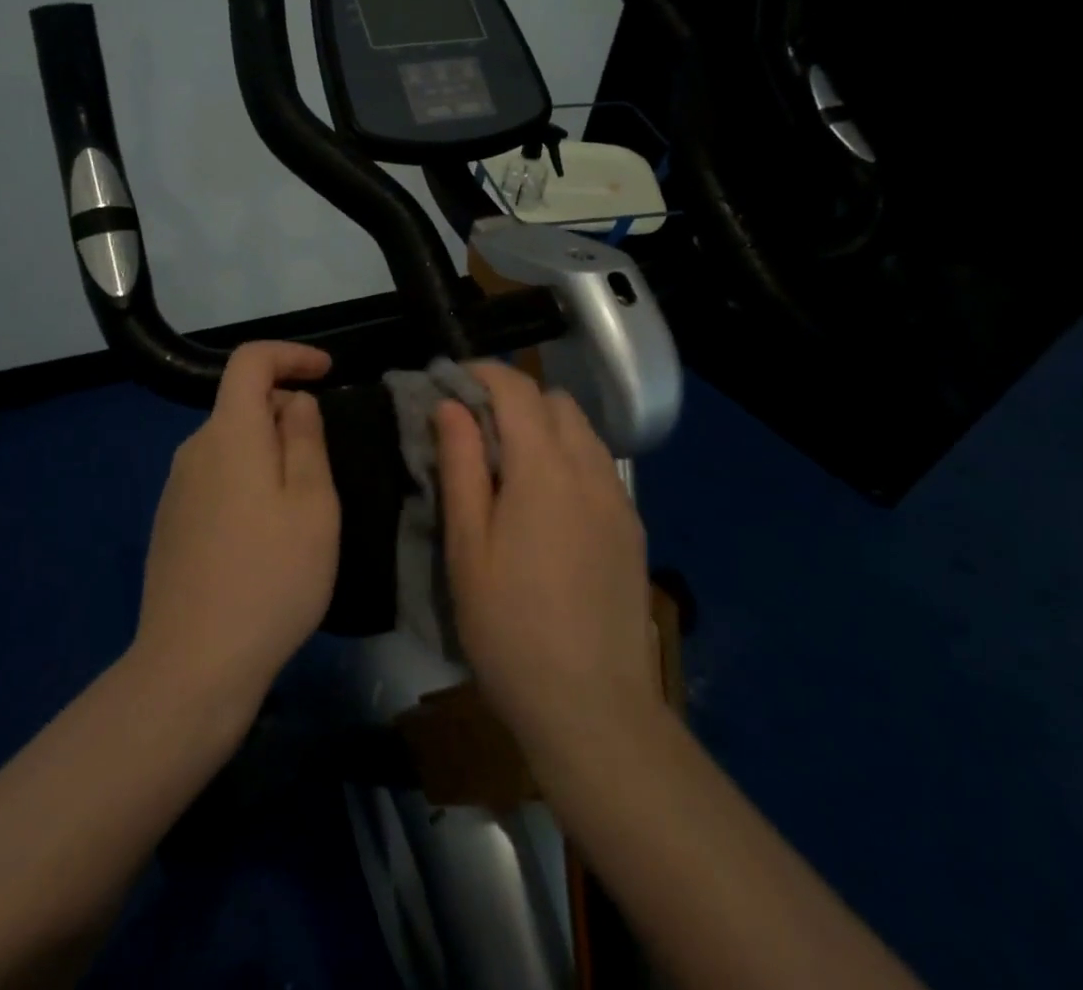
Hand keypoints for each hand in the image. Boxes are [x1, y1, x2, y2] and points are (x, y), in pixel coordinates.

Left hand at [131, 342, 340, 719]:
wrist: (193, 665)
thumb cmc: (271, 577)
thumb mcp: (312, 504)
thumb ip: (305, 439)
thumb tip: (295, 402)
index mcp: (229, 434)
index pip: (250, 361)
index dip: (290, 354)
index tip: (328, 372)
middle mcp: (194, 449)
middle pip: (243, 404)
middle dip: (287, 414)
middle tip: (324, 467)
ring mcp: (176, 488)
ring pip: (231, 445)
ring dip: (269, 453)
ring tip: (300, 509)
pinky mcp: (171, 523)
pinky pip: (216, 478)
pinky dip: (247, 481)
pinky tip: (264, 537)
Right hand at [437, 362, 658, 752]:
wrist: (593, 709)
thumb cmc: (509, 628)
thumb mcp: (466, 546)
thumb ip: (460, 466)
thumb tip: (451, 406)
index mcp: (544, 469)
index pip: (518, 390)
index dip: (484, 373)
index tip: (452, 379)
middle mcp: (590, 470)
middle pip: (556, 402)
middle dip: (515, 398)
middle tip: (475, 428)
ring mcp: (618, 499)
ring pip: (582, 431)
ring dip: (544, 426)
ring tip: (508, 463)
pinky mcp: (631, 528)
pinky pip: (599, 465)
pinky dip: (568, 456)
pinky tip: (546, 500)